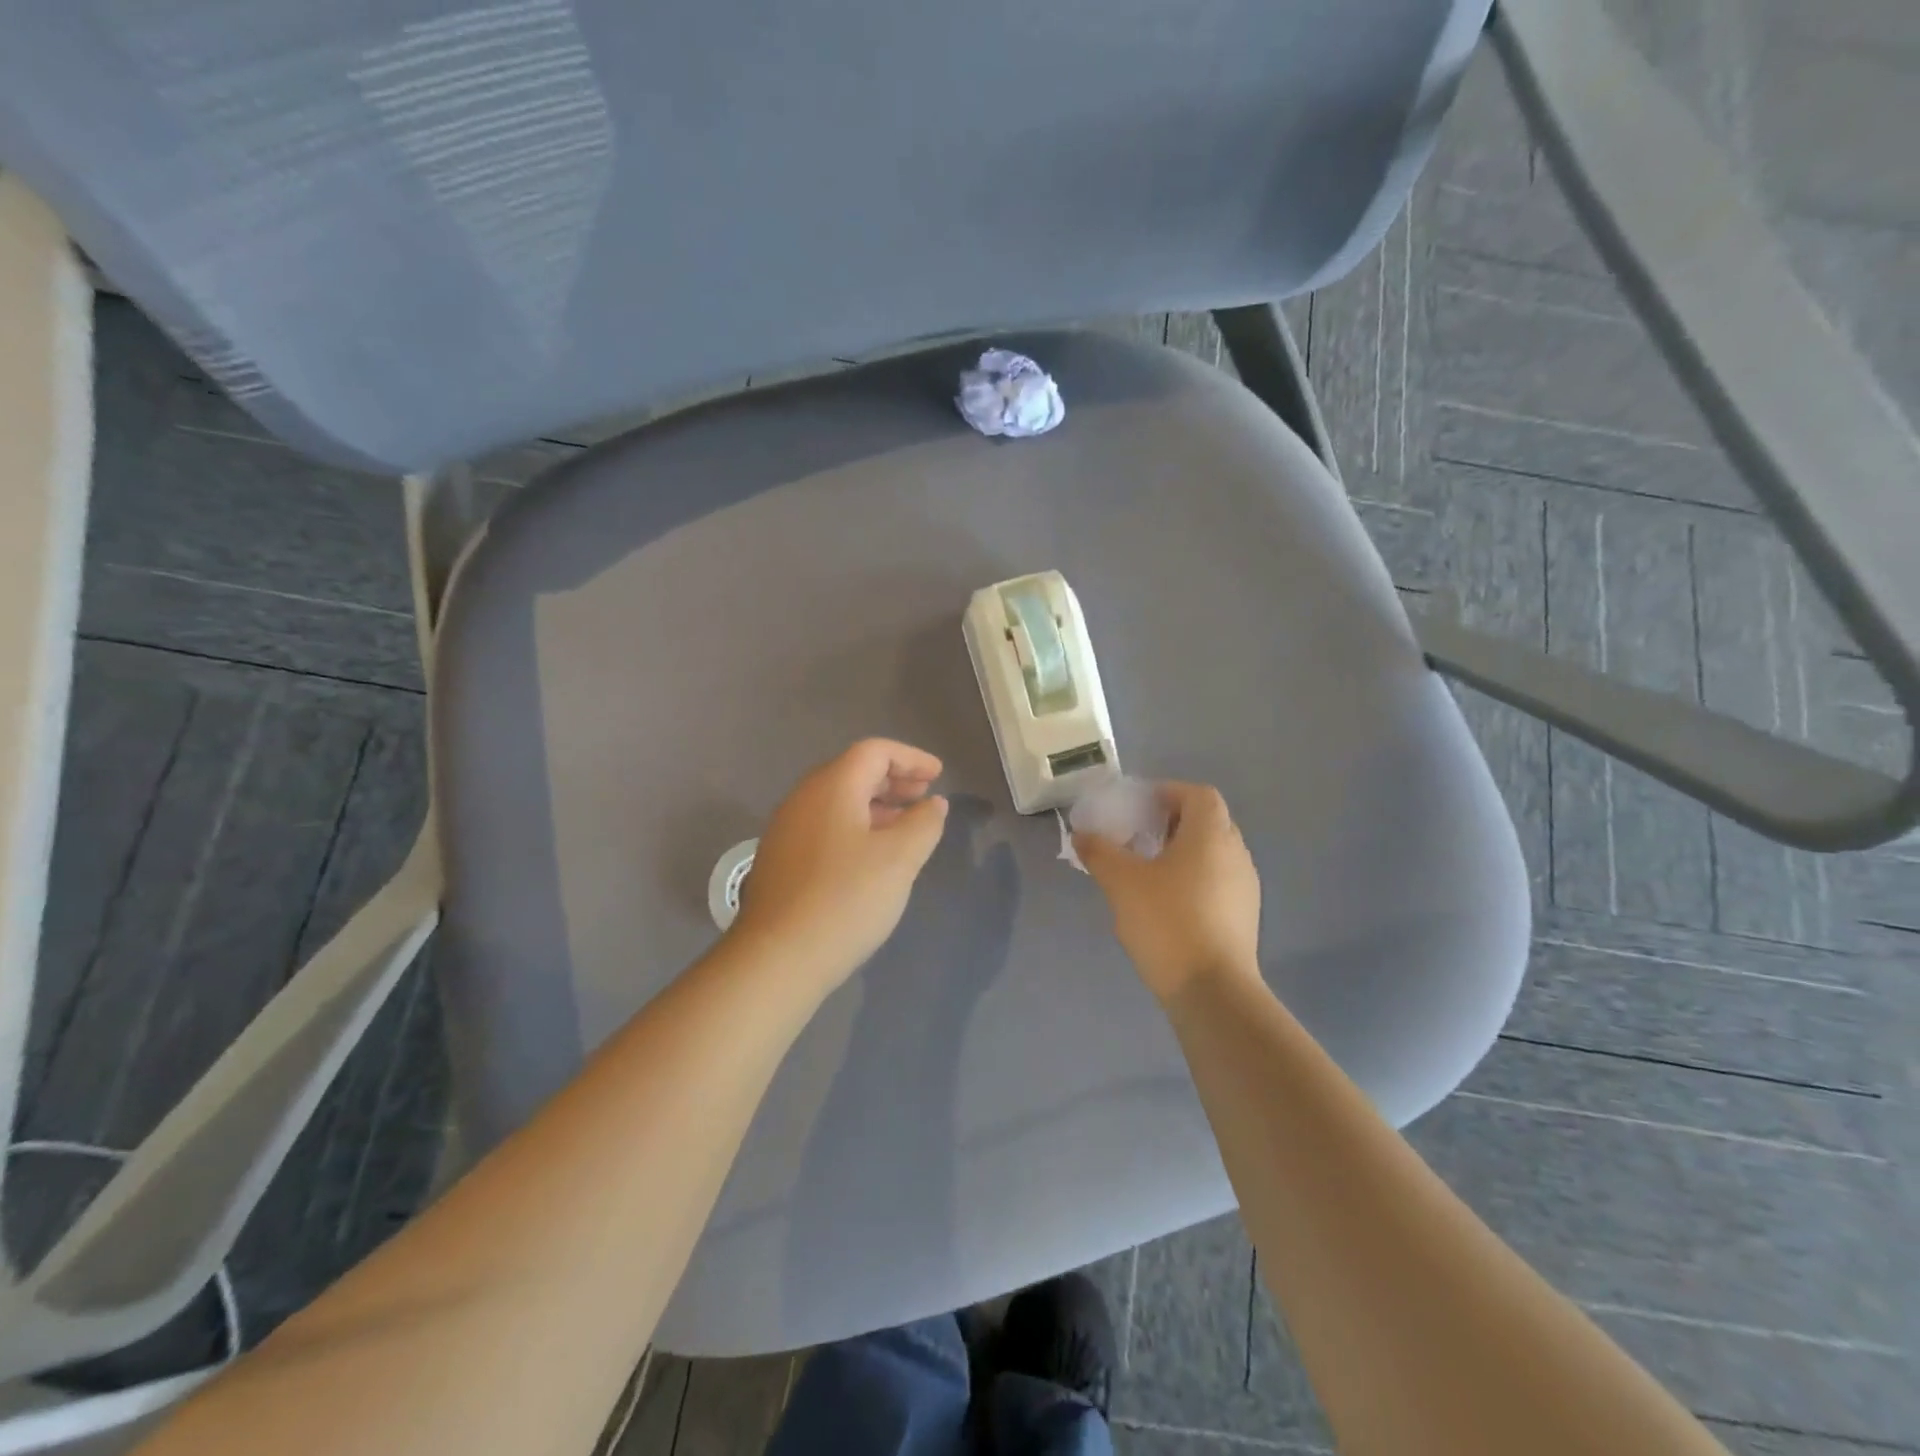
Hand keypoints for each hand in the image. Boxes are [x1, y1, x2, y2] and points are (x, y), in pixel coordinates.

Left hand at [730, 738, 949, 985]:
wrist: (777, 958)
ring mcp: (787, 829)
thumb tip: (933, 804)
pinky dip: (856, 827)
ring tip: (905, 826)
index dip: (911, 758)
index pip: (874, 752)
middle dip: (894, 779)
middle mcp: (804, 798)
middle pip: (853, 772)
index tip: (938, 776)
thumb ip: (923, 823)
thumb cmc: (845, 898)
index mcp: (832, 786)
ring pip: (839, 801)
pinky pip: (826, 826)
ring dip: (876, 805)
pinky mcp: (781, 859)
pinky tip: (872, 856)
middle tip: (924, 797)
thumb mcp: (899, 859)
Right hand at [1075, 782, 1261, 1002]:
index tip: (1139, 806)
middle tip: (1139, 836)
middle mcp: (1236, 853)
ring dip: (1184, 852)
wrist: (1212, 990)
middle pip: (1208, 821)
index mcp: (1211, 835)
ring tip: (1149, 870)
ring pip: (1214, 854)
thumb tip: (1082, 834)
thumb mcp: (1122, 882)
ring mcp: (1245, 887)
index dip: (1169, 792)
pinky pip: (1219, 881)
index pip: (1198, 794)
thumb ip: (1100, 852)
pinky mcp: (1245, 917)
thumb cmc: (1167, 921)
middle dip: (1173, 822)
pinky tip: (1167, 903)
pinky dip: (1195, 879)